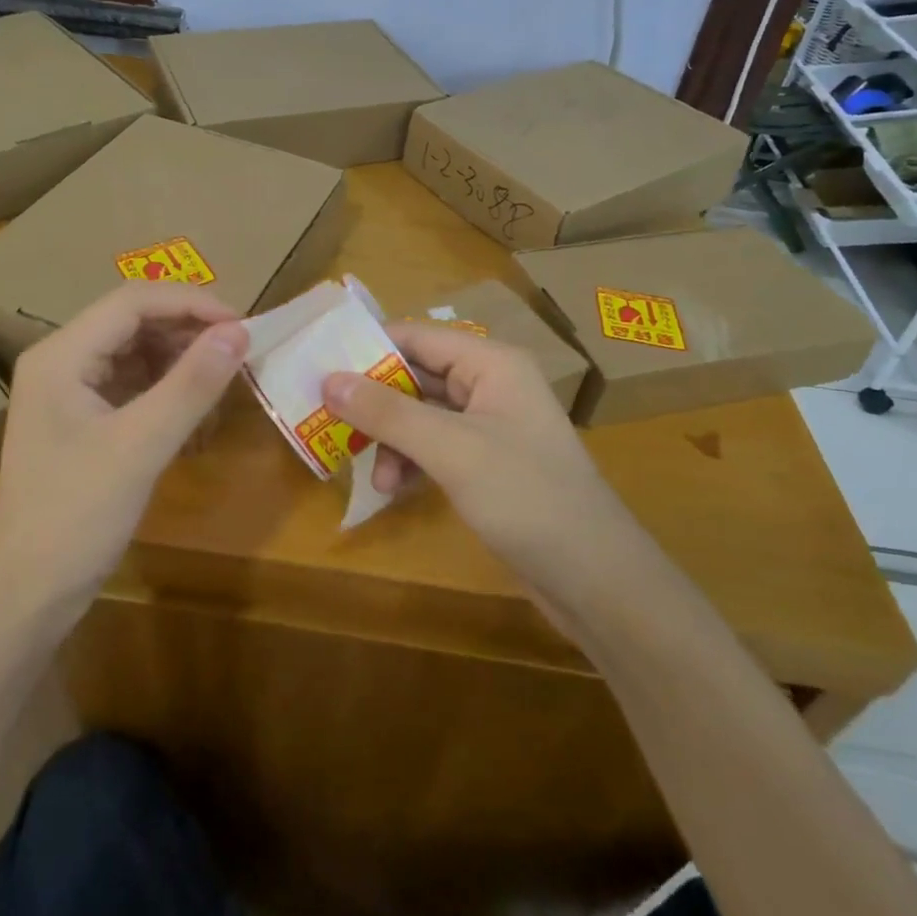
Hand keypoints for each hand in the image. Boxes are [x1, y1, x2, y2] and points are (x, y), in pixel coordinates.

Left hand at [0, 282, 247, 618]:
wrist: (25, 599)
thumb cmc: (74, 518)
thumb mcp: (139, 447)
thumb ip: (191, 385)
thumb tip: (239, 332)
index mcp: (60, 355)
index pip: (133, 301)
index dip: (191, 302)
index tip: (243, 325)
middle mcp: (62, 361)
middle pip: (134, 322)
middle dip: (189, 332)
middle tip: (241, 353)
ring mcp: (71, 392)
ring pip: (137, 353)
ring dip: (182, 363)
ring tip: (225, 385)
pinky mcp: (83, 421)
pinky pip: (134, 386)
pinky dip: (169, 393)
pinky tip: (198, 416)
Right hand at [322, 320, 632, 601]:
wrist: (596, 579)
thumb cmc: (526, 496)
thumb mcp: (450, 449)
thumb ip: (387, 413)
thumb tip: (329, 380)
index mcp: (491, 363)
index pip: (417, 336)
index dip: (369, 349)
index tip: (320, 367)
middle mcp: (491, 384)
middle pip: (417, 376)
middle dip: (376, 403)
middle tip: (330, 422)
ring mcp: (490, 425)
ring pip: (421, 415)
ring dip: (392, 440)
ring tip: (375, 479)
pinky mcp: (488, 463)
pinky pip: (435, 446)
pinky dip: (411, 462)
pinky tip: (396, 491)